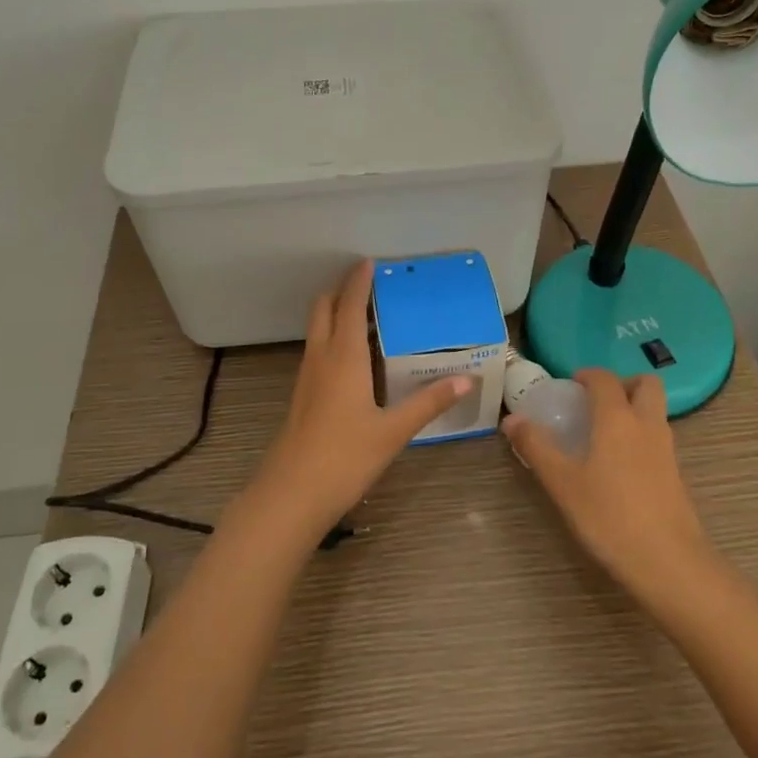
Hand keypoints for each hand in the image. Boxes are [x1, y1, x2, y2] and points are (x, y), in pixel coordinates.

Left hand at [245, 260, 471, 541]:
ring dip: (335, 313)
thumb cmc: (344, 457)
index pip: (349, 304)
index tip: (371, 262)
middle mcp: (321, 358)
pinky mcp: (302, 396)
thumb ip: (429, 403)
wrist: (291, 494)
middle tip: (369, 285)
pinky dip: (333, 339)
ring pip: (318, 330)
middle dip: (341, 290)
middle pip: (323, 309)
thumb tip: (467, 379)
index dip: (359, 281)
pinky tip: (355, 359)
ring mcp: (307, 377)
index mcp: (343, 357)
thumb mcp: (393, 431)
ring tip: (367, 315)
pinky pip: (318, 352)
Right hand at [502, 368, 713, 598]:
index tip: (569, 385)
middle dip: (622, 384)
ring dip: (633, 408)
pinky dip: (640, 435)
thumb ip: (536, 447)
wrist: (669, 563)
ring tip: (603, 433)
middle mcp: (647, 425)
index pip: (604, 379)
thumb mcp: (563, 483)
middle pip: (645, 384)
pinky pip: (658, 437)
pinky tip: (618, 465)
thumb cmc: (609, 517)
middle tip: (595, 402)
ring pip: (655, 411)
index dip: (587, 375)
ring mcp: (666, 449)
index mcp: (617, 419)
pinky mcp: (675, 474)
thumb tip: (511, 419)